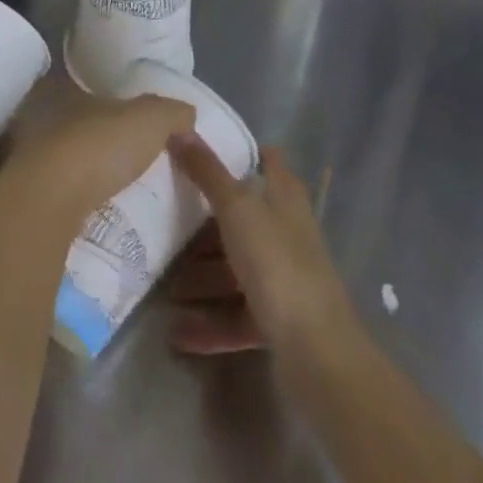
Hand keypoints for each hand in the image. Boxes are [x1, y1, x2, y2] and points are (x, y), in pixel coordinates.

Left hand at [0, 93, 196, 228]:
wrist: (50, 201)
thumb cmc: (99, 146)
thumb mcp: (149, 119)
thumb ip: (171, 112)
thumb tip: (187, 114)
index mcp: (66, 92)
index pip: (94, 94)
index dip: (117, 108)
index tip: (140, 131)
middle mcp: (43, 119)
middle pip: (81, 128)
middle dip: (104, 144)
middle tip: (137, 166)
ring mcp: (31, 160)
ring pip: (68, 162)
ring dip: (91, 175)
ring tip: (125, 194)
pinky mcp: (31, 198)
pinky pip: (62, 195)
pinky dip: (81, 202)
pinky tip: (102, 215)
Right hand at [166, 138, 358, 358]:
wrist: (318, 354)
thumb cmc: (277, 262)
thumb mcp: (236, 208)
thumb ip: (207, 171)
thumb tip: (179, 129)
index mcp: (285, 198)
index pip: (268, 161)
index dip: (243, 152)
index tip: (201, 150)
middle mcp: (287, 233)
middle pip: (242, 218)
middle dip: (204, 225)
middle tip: (165, 219)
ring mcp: (284, 278)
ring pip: (235, 268)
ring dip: (200, 278)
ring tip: (164, 287)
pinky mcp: (278, 320)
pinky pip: (236, 314)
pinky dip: (209, 322)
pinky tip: (177, 332)